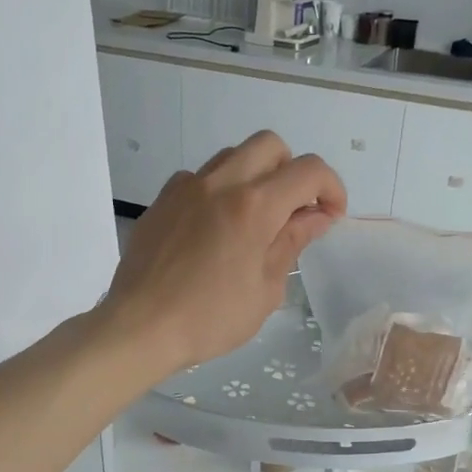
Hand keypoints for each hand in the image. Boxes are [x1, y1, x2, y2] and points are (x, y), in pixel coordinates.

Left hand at [103, 132, 346, 377]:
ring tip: (254, 219)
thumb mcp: (266, 289)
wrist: (140, 327)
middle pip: (270, 145)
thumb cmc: (210, 318)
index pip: (309, 170)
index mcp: (254, 206)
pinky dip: (219, 191)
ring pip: (233, 156)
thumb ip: (292, 242)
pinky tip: (215, 228)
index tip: (331, 216)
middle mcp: (220, 183)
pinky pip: (200, 178)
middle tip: (294, 210)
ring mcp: (186, 187)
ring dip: (255, 176)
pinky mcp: (162, 200)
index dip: (331, 188)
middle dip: (293, 171)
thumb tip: (317, 215)